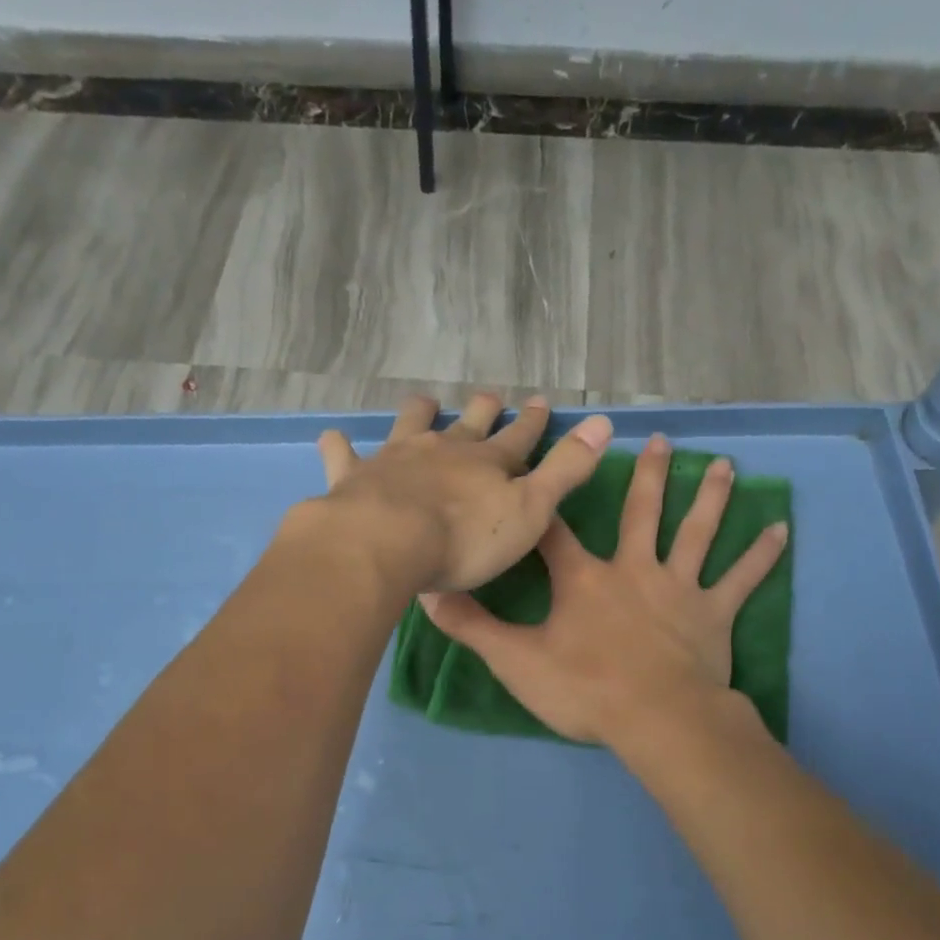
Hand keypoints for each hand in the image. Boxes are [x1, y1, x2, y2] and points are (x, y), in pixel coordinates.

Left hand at [312, 393, 613, 592]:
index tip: (540, 401)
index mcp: (488, 463)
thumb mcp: (530, 510)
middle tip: (490, 396)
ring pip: (411, 424)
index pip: (519, 437)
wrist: (388, 543)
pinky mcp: (356, 476)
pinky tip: (336, 439)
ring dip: (421, 412)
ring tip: (426, 402)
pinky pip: (345, 454)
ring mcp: (397, 458)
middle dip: (483, 410)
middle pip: (468, 423)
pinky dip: (342, 446)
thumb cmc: (465, 540)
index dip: (532, 422)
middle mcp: (444, 450)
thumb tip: (603, 422)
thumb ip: (565, 470)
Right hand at [421, 434, 787, 745]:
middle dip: (647, 476)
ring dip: (708, 497)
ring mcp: (678, 588)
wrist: (656, 720)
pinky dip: (762, 555)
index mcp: (583, 579)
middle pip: (639, 512)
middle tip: (660, 441)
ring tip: (723, 465)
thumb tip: (429, 594)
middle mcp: (633, 569)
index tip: (540, 472)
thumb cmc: (584, 689)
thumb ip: (472, 627)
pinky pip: (742, 579)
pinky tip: (782, 530)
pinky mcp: (714, 614)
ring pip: (695, 532)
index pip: (554, 532)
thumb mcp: (515, 661)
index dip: (543, 504)